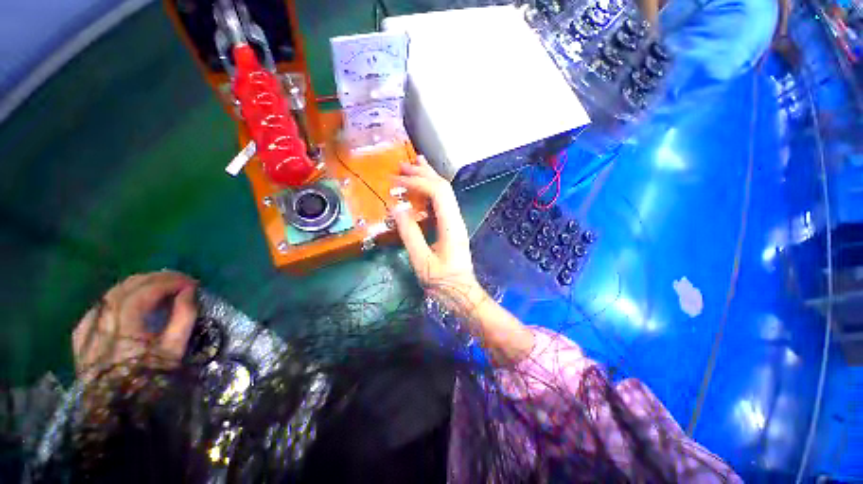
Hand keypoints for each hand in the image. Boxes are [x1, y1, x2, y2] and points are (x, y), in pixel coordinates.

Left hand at [72, 271, 197, 379]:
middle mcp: (103, 324)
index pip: (145, 292)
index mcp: (126, 329)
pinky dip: (111, 301)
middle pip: (125, 288)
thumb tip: (189, 291)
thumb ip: (183, 318)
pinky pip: (94, 311)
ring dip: (135, 285)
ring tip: (155, 286)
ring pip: (109, 295)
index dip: (170, 282)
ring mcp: (88, 331)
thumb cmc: (150, 382)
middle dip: (154, 279)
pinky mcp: (81, 339)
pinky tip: (121, 303)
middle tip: (177, 279)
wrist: (117, 415)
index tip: (191, 283)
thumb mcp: (174, 351)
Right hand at [391, 156, 486, 314]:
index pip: (437, 193)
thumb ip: (410, 233)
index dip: (417, 182)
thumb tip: (396, 208)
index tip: (396, 181)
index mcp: (451, 225)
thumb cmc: (442, 281)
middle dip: (423, 174)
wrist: (461, 293)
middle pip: (443, 187)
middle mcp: (456, 218)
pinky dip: (429, 191)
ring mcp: (455, 222)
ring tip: (413, 166)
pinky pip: (441, 203)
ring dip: (428, 178)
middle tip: (402, 165)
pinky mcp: (451, 227)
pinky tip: (421, 189)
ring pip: (444, 193)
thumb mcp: (422, 261)